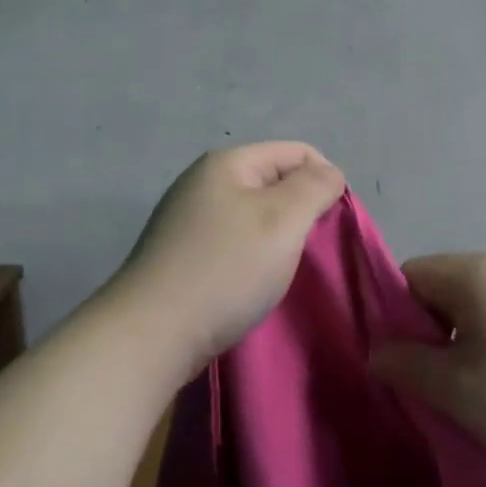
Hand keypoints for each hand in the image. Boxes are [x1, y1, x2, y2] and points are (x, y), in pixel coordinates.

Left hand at [108, 142, 345, 371]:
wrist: (152, 334)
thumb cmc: (226, 269)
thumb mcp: (282, 220)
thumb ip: (313, 188)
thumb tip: (329, 171)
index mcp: (226, 163)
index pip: (296, 153)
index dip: (324, 180)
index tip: (333, 224)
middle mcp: (203, 182)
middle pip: (273, 181)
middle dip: (299, 210)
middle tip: (308, 250)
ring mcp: (187, 218)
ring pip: (253, 213)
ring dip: (276, 236)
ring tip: (280, 269)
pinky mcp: (180, 253)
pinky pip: (232, 240)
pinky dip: (251, 255)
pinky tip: (250, 282)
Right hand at [369, 253, 485, 485]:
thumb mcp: (459, 392)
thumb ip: (406, 366)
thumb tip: (376, 349)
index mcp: (476, 272)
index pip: (410, 276)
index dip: (398, 319)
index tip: (411, 367)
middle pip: (448, 289)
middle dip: (437, 335)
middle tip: (448, 389)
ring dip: (474, 343)